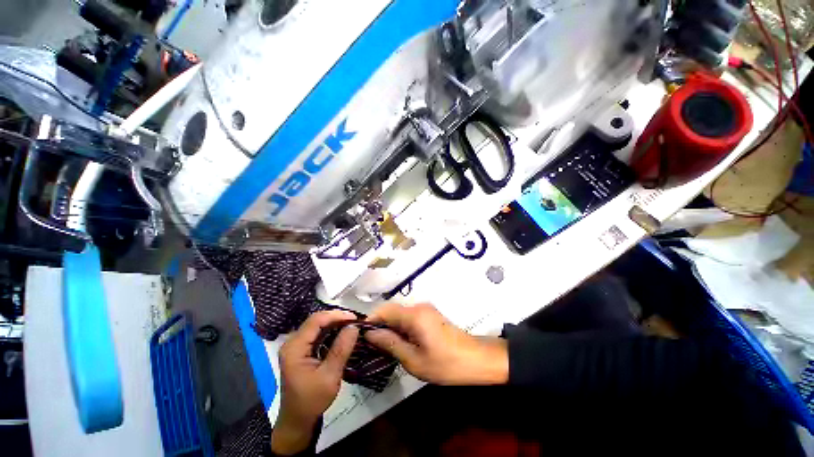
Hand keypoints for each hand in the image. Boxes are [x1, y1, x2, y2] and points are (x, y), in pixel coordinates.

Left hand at [271, 310, 358, 454]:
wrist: (297, 420)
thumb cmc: (312, 401)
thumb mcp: (329, 376)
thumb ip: (341, 349)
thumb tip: (354, 326)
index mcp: (294, 347)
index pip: (316, 320)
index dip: (336, 315)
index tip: (355, 318)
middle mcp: (292, 342)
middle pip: (316, 320)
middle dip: (336, 317)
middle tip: (355, 321)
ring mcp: (295, 345)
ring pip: (317, 325)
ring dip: (334, 323)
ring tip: (351, 325)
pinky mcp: (300, 350)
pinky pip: (316, 333)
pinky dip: (330, 330)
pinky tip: (341, 333)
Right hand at [364, 303, 507, 385]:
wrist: (476, 359)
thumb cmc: (445, 363)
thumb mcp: (414, 359)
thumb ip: (390, 343)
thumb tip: (369, 333)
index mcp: (413, 314)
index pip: (384, 310)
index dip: (370, 320)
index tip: (361, 337)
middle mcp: (418, 306)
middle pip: (391, 311)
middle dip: (380, 326)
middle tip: (372, 346)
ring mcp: (425, 309)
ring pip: (400, 314)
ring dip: (390, 328)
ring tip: (384, 347)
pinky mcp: (430, 314)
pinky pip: (409, 317)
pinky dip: (401, 328)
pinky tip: (400, 343)